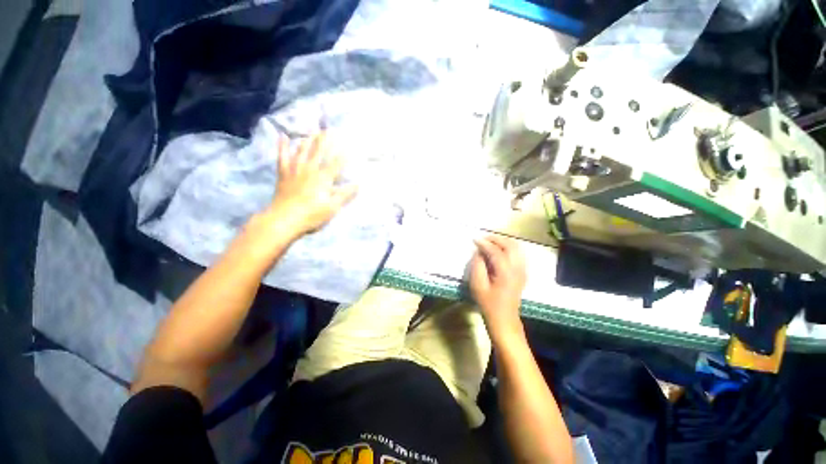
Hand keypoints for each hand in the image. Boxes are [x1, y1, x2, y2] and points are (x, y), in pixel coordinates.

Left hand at [266, 133, 356, 236]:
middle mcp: (310, 170)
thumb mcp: (332, 207)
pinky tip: (283, 136)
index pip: (336, 164)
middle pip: (319, 152)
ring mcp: (295, 170)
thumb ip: (345, 195)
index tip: (349, 144)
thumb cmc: (311, 215)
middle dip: (325, 141)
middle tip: (329, 129)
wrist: (284, 219)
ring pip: (302, 151)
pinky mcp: (284, 174)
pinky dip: (283, 147)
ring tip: (312, 130)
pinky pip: (282, 157)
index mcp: (323, 179)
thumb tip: (359, 185)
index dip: (343, 154)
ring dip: (308, 140)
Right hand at [470, 235, 526, 338]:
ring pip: (517, 248)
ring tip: (491, 242)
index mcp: (505, 272)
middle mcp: (517, 268)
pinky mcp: (523, 273)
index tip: (474, 239)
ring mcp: (522, 270)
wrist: (504, 320)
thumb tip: (479, 252)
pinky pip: (519, 254)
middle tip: (483, 238)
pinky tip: (500, 250)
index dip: (484, 243)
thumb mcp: (477, 285)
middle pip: (510, 245)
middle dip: (496, 239)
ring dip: (504, 242)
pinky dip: (510, 248)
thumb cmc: (488, 304)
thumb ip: (477, 265)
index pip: (495, 251)